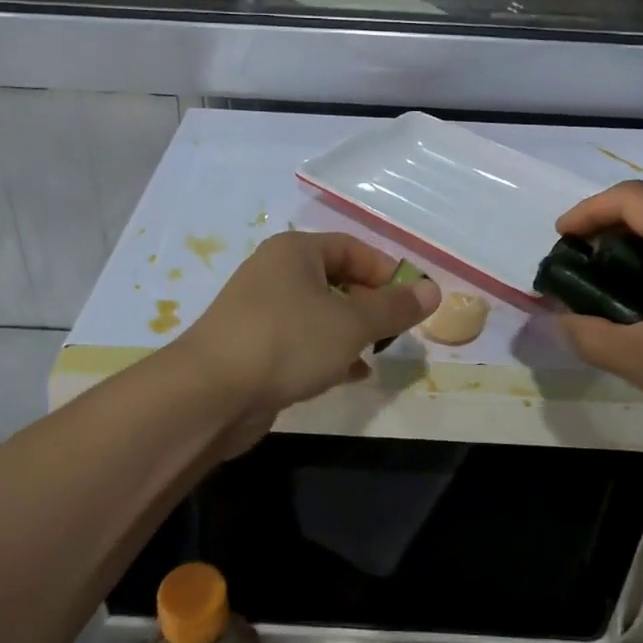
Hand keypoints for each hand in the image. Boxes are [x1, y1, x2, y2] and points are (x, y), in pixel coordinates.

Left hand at [177, 231, 439, 427]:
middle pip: (336, 279)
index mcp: (295, 252)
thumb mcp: (352, 323)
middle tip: (397, 331)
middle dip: (371, 304)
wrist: (210, 393)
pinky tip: (351, 375)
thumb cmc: (288, 342)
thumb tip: (432, 290)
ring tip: (378, 353)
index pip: (352, 248)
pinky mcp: (253, 348)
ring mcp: (261, 312)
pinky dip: (328, 353)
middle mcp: (275, 273)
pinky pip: (302, 342)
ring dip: (351, 332)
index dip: (387, 271)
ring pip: (319, 314)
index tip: (414, 301)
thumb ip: (394, 308)